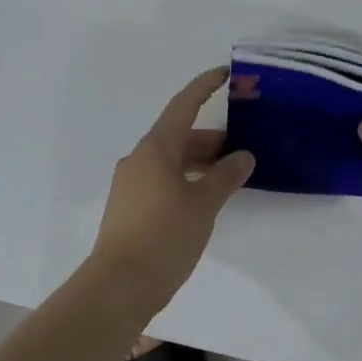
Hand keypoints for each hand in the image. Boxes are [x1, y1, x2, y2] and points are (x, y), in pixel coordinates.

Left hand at [90, 68, 254, 312]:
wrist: (118, 287)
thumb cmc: (164, 238)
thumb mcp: (203, 205)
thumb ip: (226, 177)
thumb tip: (243, 157)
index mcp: (156, 149)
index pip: (183, 105)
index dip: (204, 87)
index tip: (224, 74)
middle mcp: (139, 159)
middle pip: (178, 135)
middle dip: (210, 139)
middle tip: (242, 147)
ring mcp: (130, 183)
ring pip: (170, 160)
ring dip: (198, 162)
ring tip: (229, 175)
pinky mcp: (128, 206)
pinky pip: (161, 179)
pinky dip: (185, 178)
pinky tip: (203, 197)